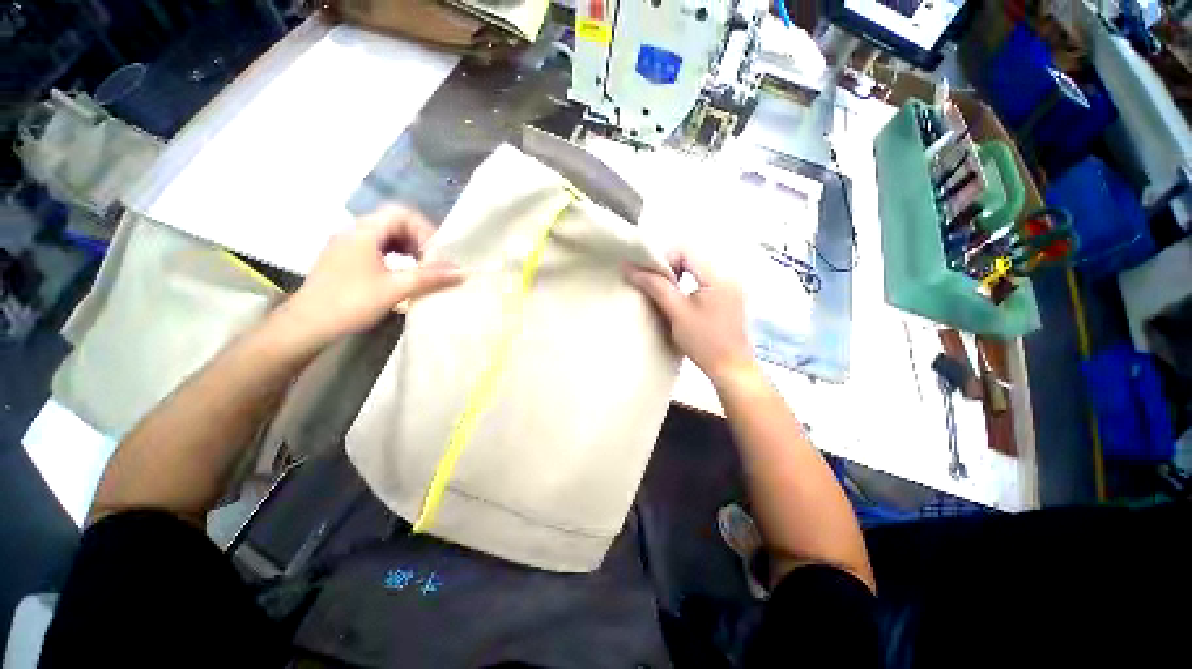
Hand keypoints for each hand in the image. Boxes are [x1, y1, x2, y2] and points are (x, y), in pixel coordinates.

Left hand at [274, 205, 464, 351]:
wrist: (307, 325)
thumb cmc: (351, 302)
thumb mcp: (396, 289)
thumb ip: (430, 277)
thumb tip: (461, 271)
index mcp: (364, 232)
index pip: (402, 214)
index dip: (425, 231)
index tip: (437, 256)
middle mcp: (353, 231)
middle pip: (394, 222)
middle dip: (418, 239)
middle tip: (433, 262)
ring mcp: (346, 244)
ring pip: (385, 235)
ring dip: (407, 247)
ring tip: (422, 268)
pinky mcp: (344, 258)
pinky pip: (375, 246)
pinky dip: (394, 254)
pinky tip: (402, 272)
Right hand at [626, 252, 759, 387]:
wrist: (730, 368)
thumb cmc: (704, 342)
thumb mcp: (677, 312)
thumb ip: (656, 287)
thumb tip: (631, 268)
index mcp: (718, 275)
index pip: (686, 250)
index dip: (664, 260)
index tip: (651, 279)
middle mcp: (728, 274)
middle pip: (692, 256)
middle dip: (670, 267)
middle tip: (656, 285)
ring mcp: (730, 285)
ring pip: (698, 267)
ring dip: (678, 275)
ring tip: (666, 293)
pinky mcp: (729, 295)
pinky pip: (705, 279)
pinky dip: (689, 283)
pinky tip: (681, 299)